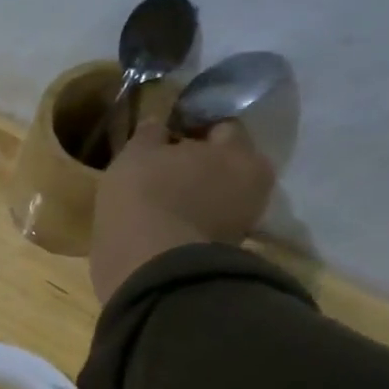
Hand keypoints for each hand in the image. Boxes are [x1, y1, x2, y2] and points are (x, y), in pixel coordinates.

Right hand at [89, 119, 275, 302]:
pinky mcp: (221, 253)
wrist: (150, 266)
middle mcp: (252, 185)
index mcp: (239, 152)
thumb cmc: (145, 196)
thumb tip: (159, 122)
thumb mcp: (136, 154)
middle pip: (224, 165)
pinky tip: (163, 223)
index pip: (222, 127)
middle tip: (164, 168)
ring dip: (194, 195)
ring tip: (160, 199)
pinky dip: (188, 222)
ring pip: (214, 197)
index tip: (167, 135)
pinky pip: (203, 226)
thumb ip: (150, 134)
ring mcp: (240, 223)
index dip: (194, 128)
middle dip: (200, 164)